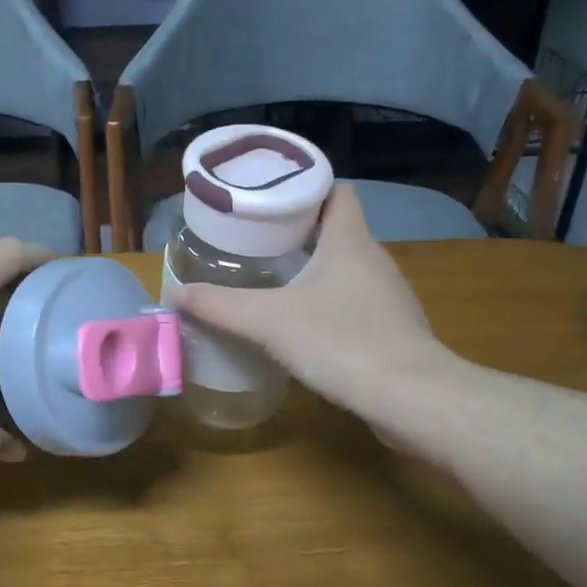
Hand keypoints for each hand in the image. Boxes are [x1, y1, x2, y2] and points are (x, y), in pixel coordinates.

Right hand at [170, 184, 443, 422]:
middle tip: (255, 242)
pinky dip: (329, 305)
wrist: (410, 398)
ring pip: (346, 269)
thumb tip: (175, 294)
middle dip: (298, 233)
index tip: (268, 201)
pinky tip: (305, 327)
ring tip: (273, 281)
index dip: (305, 189)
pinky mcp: (392, 330)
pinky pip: (355, 303)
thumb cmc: (341, 341)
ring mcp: (388, 297)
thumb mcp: (269, 320)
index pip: (337, 192)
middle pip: (337, 230)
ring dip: (314, 271)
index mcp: (350, 241)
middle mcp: (375, 260)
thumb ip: (220, 306)